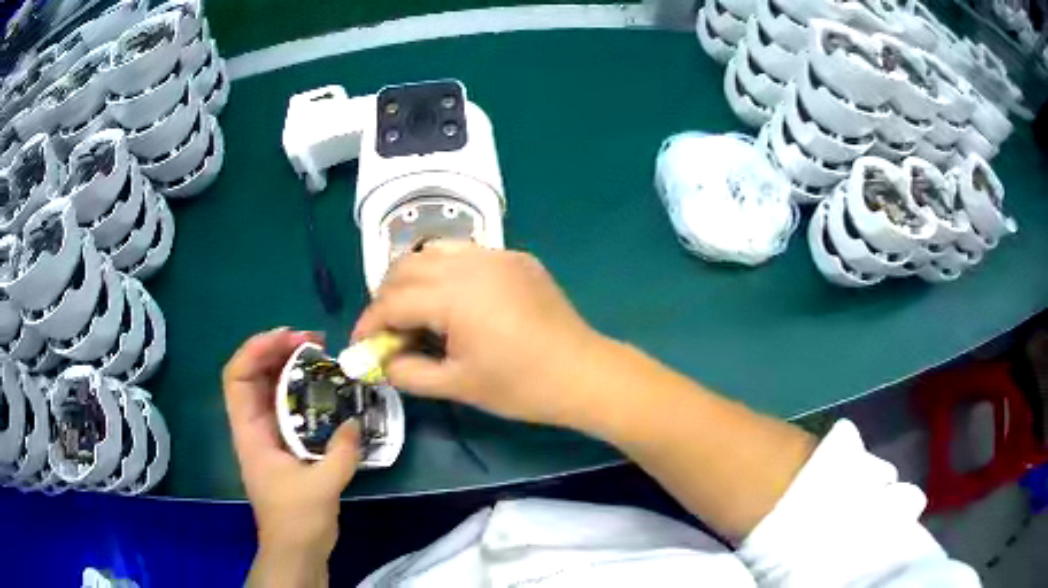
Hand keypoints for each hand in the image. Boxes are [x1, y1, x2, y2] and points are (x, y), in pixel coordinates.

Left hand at [222, 328, 359, 568]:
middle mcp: (255, 427)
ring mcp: (270, 435)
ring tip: (321, 355)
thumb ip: (340, 453)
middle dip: (278, 350)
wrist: (297, 549)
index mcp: (250, 433)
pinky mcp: (287, 445)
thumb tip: (355, 422)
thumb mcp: (321, 487)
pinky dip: (304, 390)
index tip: (288, 338)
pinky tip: (326, 389)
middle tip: (314, 341)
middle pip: (255, 375)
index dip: (255, 350)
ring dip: (291, 367)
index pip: (237, 378)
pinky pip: (291, 407)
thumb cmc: (298, 520)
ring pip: (272, 388)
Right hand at [353, 245, 609, 427]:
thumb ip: (407, 372)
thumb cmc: (520, 386)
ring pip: (434, 251)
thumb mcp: (456, 385)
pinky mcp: (516, 258)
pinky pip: (466, 254)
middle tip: (386, 331)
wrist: (583, 373)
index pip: (392, 301)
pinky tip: (452, 301)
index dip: (369, 324)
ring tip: (413, 311)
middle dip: (386, 298)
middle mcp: (471, 262)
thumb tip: (381, 361)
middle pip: (406, 267)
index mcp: (454, 294)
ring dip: (412, 278)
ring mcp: (497, 255)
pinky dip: (445, 271)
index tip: (361, 346)